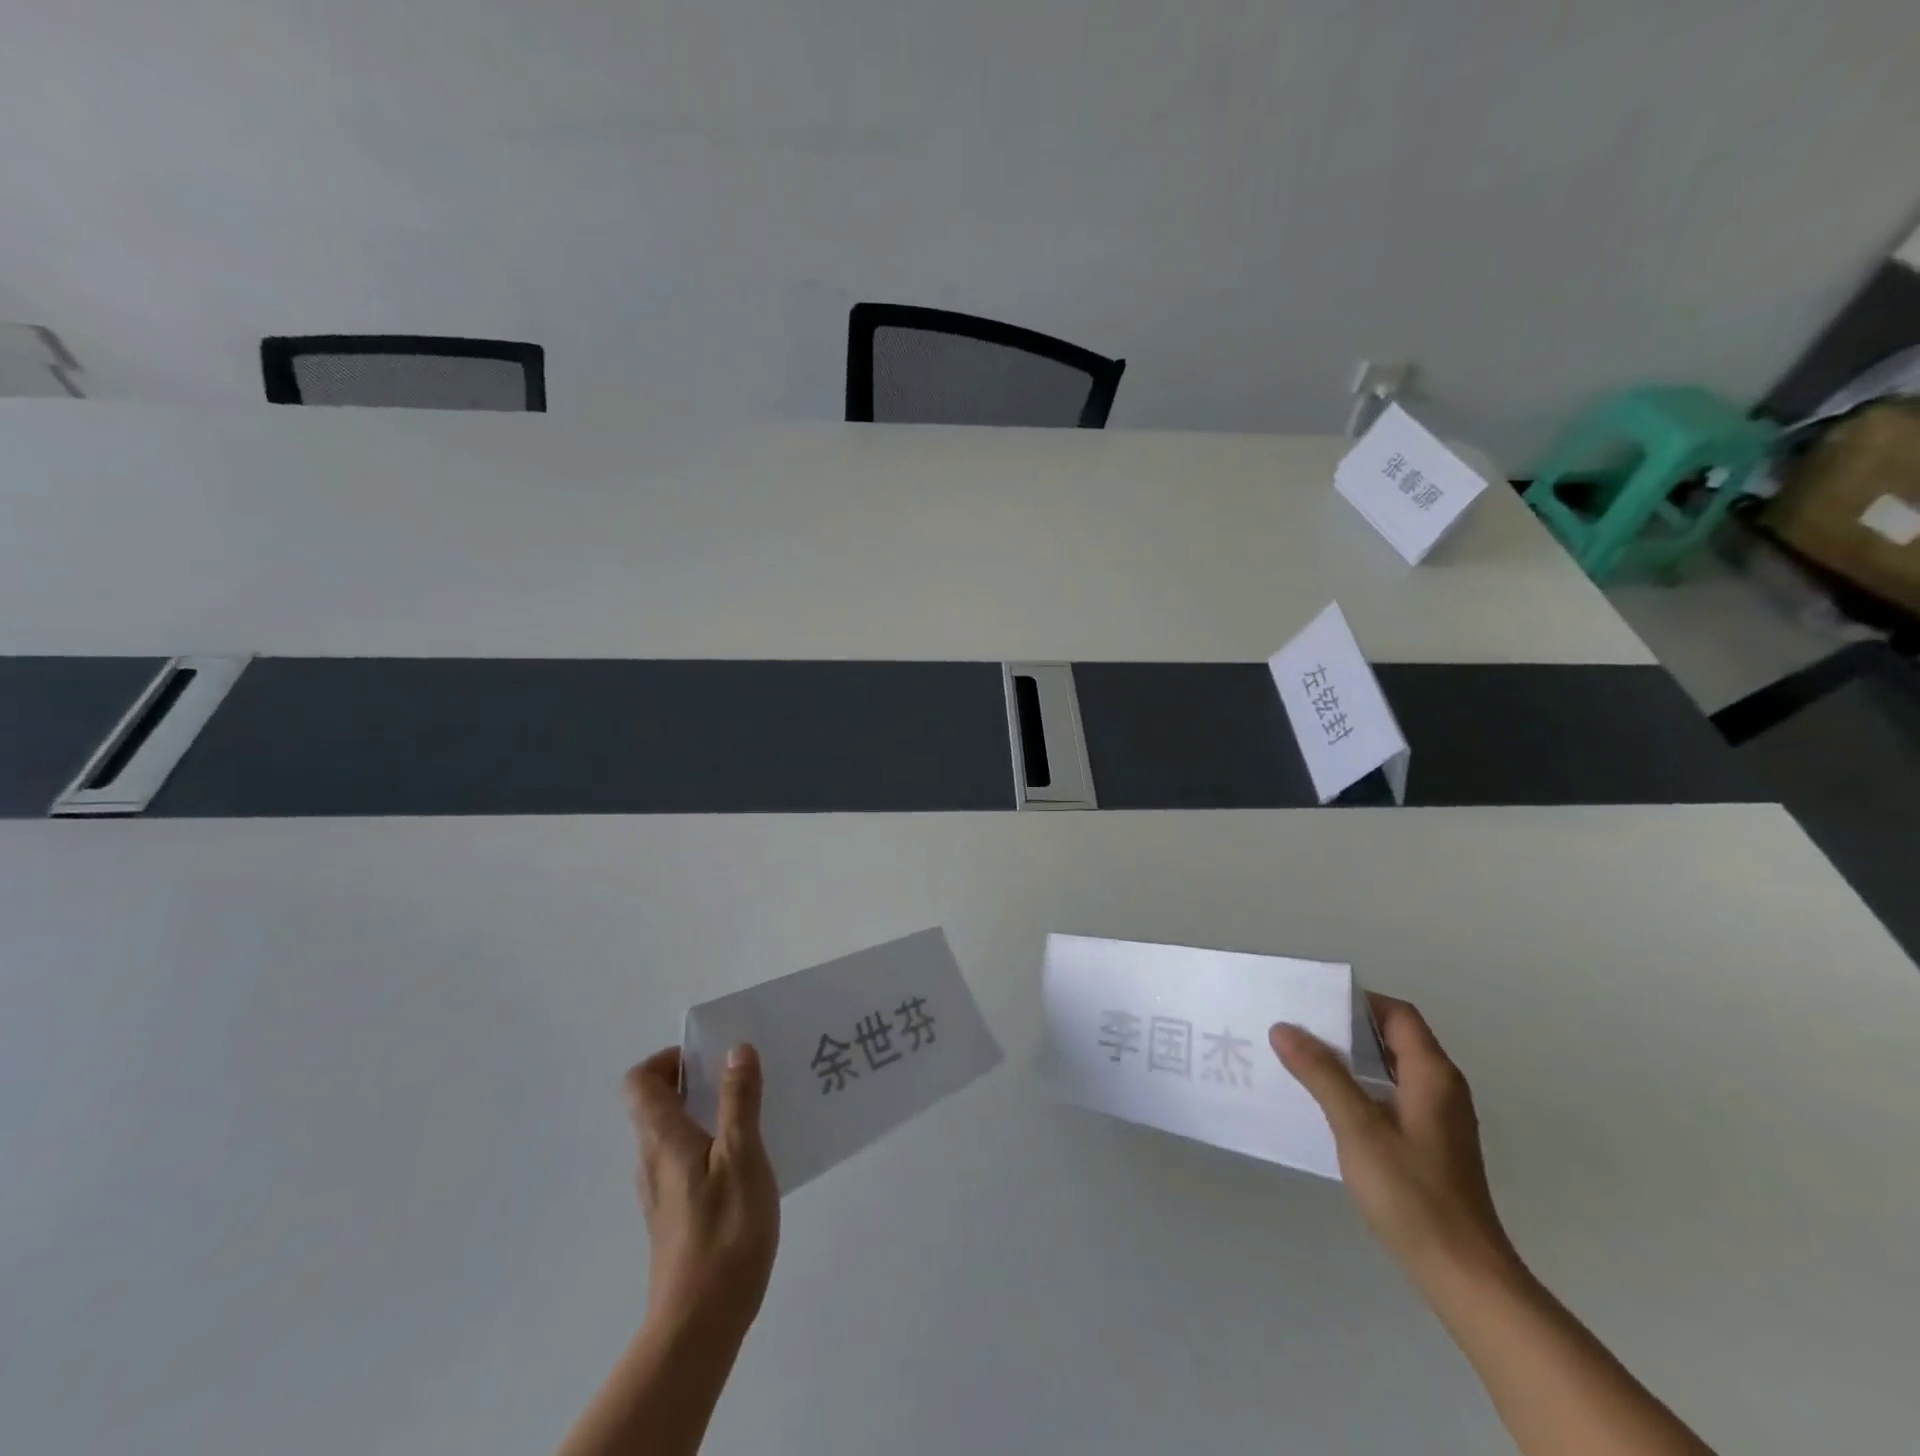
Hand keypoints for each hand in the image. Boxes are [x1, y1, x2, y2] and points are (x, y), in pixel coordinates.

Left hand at [623, 1044, 780, 1336]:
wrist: (700, 1323)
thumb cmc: (724, 1230)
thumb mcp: (742, 1155)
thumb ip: (739, 1101)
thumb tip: (735, 1050)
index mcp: (663, 1138)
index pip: (640, 1082)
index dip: (668, 1060)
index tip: (708, 1059)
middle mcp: (653, 1160)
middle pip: (657, 1105)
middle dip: (695, 1081)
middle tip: (742, 1078)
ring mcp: (661, 1193)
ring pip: (673, 1134)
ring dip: (706, 1113)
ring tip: (753, 1113)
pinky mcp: (675, 1217)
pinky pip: (686, 1162)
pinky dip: (710, 1146)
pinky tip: (748, 1161)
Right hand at [1270, 995, 1517, 1286]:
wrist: (1463, 1276)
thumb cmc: (1412, 1195)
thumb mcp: (1358, 1128)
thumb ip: (1322, 1074)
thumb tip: (1284, 1028)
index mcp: (1432, 1075)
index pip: (1397, 1014)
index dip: (1358, 1002)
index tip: (1313, 1002)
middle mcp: (1442, 1089)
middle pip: (1395, 1037)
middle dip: (1347, 1027)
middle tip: (1298, 1026)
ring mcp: (1439, 1119)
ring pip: (1391, 1068)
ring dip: (1352, 1058)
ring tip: (1303, 1058)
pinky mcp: (1431, 1145)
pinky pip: (1392, 1095)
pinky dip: (1361, 1086)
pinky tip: (1329, 1102)